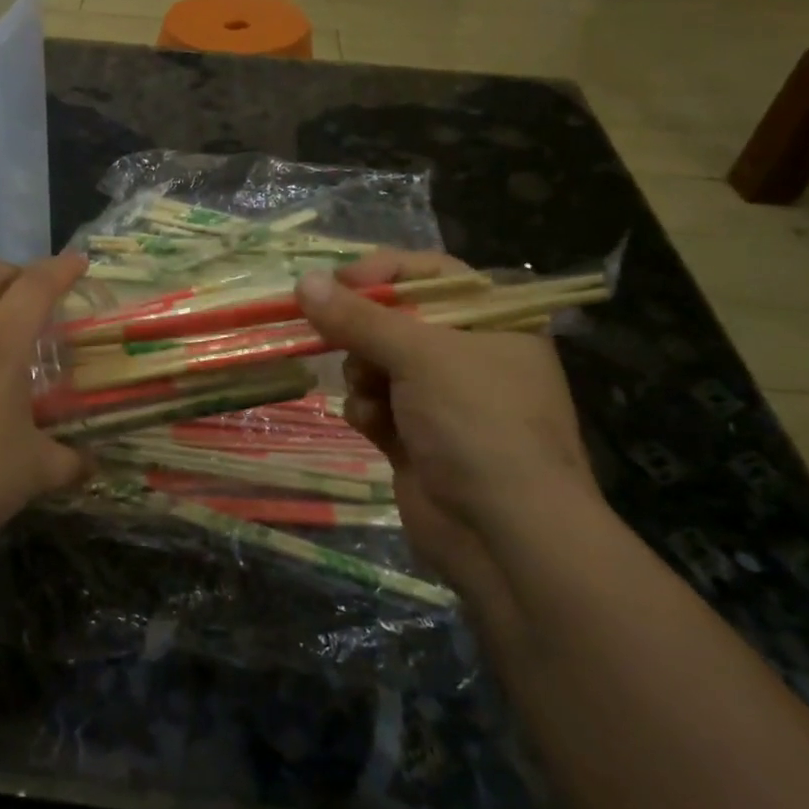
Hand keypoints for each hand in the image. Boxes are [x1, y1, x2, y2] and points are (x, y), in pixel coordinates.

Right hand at [295, 251, 599, 593]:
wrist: (505, 534)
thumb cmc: (477, 422)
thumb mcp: (420, 355)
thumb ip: (357, 317)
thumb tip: (303, 281)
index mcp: (492, 320)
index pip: (429, 273)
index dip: (381, 273)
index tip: (334, 285)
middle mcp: (469, 353)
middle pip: (395, 319)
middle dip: (364, 333)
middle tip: (339, 339)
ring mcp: (443, 399)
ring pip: (377, 362)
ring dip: (363, 375)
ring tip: (371, 393)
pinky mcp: (417, 437)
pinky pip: (376, 405)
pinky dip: (369, 412)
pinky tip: (375, 427)